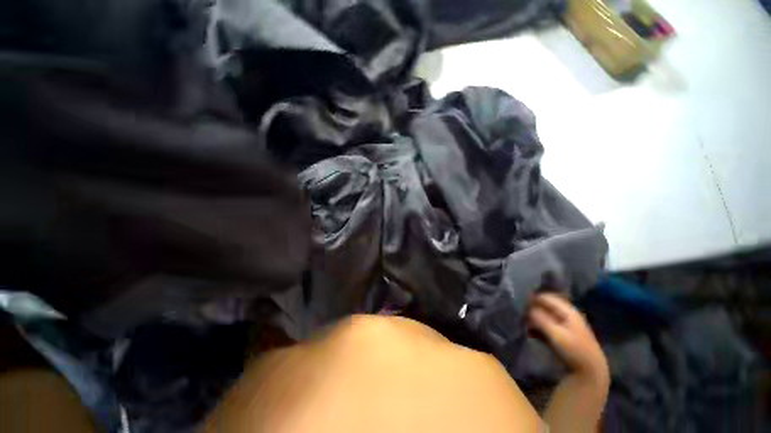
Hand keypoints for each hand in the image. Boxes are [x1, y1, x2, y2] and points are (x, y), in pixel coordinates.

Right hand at [527, 293, 607, 380]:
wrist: (590, 370)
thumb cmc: (573, 349)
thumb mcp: (555, 333)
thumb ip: (540, 318)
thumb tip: (527, 309)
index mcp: (568, 310)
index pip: (546, 297)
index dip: (533, 299)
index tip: (521, 305)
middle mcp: (567, 313)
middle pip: (546, 305)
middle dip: (533, 308)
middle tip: (521, 314)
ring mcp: (567, 323)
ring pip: (546, 315)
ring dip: (535, 318)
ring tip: (525, 323)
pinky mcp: (564, 333)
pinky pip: (548, 324)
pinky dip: (539, 326)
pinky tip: (532, 332)